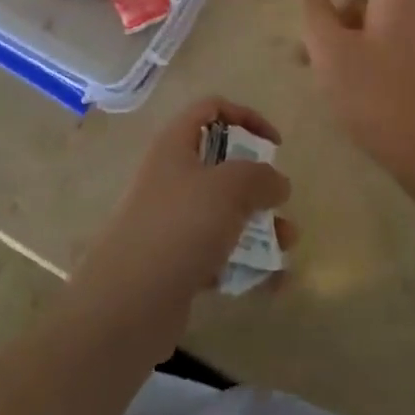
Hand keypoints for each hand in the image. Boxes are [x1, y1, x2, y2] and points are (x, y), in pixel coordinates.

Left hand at [70, 98, 292, 361]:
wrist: (127, 305)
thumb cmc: (179, 227)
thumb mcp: (229, 188)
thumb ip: (260, 177)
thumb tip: (278, 183)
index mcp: (175, 145)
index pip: (210, 109)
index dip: (246, 117)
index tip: (274, 145)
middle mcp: (171, 177)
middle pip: (220, 164)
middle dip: (257, 182)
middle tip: (279, 200)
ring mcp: (170, 221)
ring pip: (223, 212)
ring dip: (258, 225)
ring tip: (288, 245)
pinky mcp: (174, 262)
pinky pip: (217, 253)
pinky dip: (245, 262)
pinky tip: (272, 283)